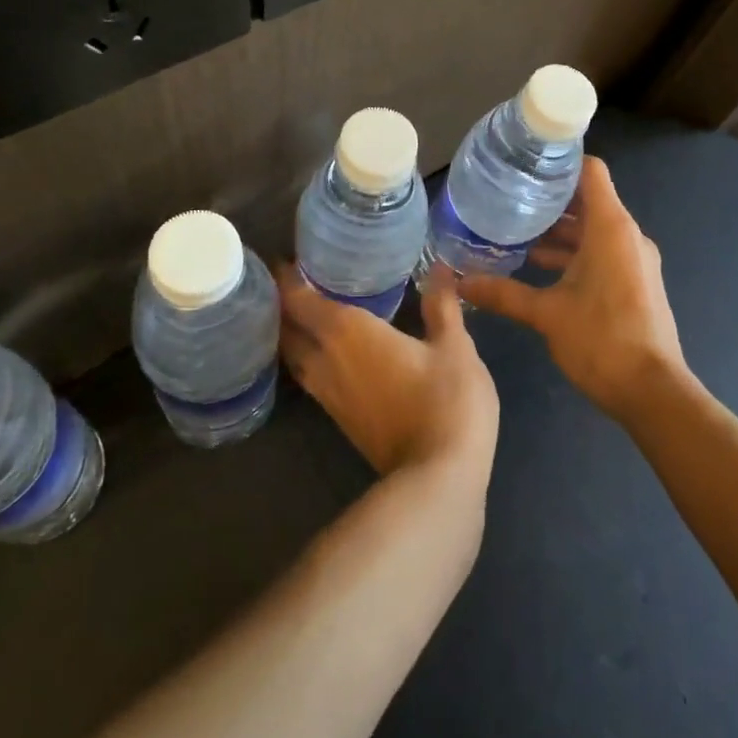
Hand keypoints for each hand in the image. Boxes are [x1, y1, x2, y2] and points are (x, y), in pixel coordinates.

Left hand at [277, 264, 498, 481]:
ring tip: (308, 309)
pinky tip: (329, 350)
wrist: (438, 480)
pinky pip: (309, 376)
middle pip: (286, 328)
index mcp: (347, 332)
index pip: (298, 298)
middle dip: (282, 303)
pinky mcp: (339, 419)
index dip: (285, 277)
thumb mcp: (455, 347)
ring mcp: (329, 394)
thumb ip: (441, 306)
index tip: (286, 257)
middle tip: (295, 278)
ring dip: (292, 332)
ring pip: (294, 355)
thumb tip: (436, 269)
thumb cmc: (447, 401)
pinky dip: (308, 355)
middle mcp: (326, 359)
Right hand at [455, 157, 685, 424]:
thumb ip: (503, 293)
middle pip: (589, 199)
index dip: (560, 161)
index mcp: (611, 228)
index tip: (526, 161)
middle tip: (508, 196)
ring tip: (515, 231)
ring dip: (559, 230)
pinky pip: (601, 251)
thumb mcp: (546, 314)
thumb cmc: (601, 340)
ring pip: (593, 229)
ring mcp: (634, 259)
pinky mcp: (634, 281)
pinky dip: (573, 252)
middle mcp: (627, 235)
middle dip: (550, 198)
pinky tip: (537, 266)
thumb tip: (459, 282)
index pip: (590, 171)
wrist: (652, 392)